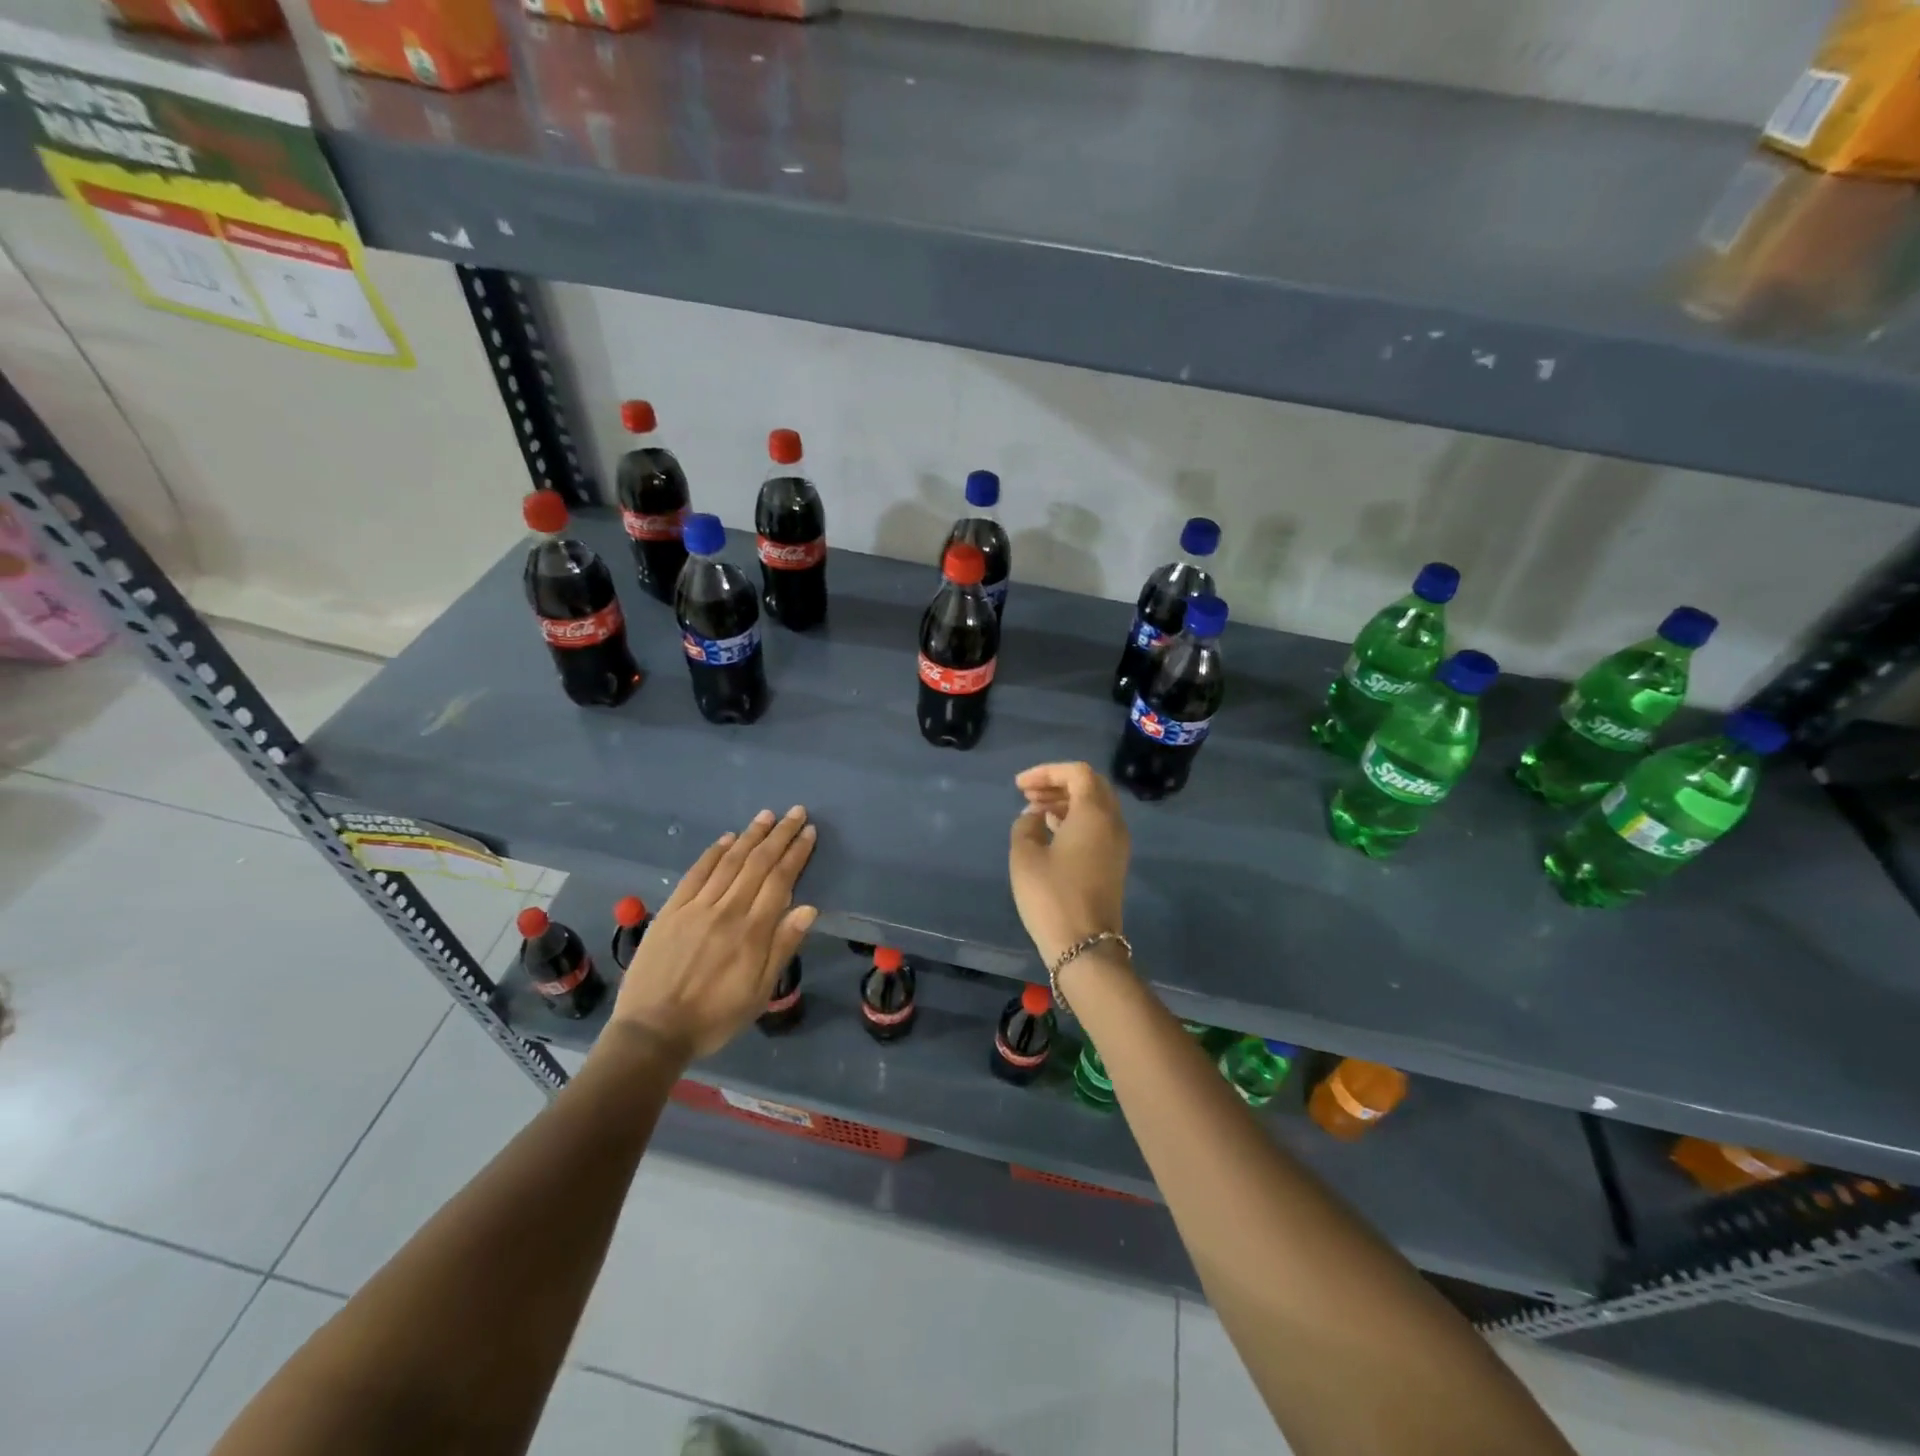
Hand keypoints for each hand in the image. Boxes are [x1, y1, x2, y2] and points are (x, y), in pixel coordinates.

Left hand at [609, 806, 817, 1061]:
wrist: (653, 1031)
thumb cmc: (715, 1017)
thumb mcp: (760, 992)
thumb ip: (783, 947)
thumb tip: (809, 908)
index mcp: (753, 932)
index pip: (781, 880)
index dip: (796, 854)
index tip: (809, 832)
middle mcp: (727, 911)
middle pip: (758, 863)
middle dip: (779, 835)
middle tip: (796, 812)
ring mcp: (697, 907)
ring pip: (729, 862)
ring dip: (751, 836)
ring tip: (767, 815)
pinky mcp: (672, 910)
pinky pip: (696, 873)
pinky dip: (713, 853)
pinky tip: (727, 839)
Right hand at [1008, 762, 1129, 966]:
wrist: (1085, 946)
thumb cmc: (1051, 895)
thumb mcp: (1025, 856)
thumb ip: (1025, 825)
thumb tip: (1034, 816)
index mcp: (1094, 813)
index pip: (1077, 773)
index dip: (1046, 772)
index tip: (1020, 785)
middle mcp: (1113, 822)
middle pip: (1090, 786)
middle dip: (1058, 783)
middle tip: (1028, 794)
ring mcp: (1118, 844)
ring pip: (1095, 806)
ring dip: (1066, 801)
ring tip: (1034, 810)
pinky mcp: (1114, 862)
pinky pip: (1097, 825)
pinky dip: (1075, 818)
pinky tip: (1050, 829)